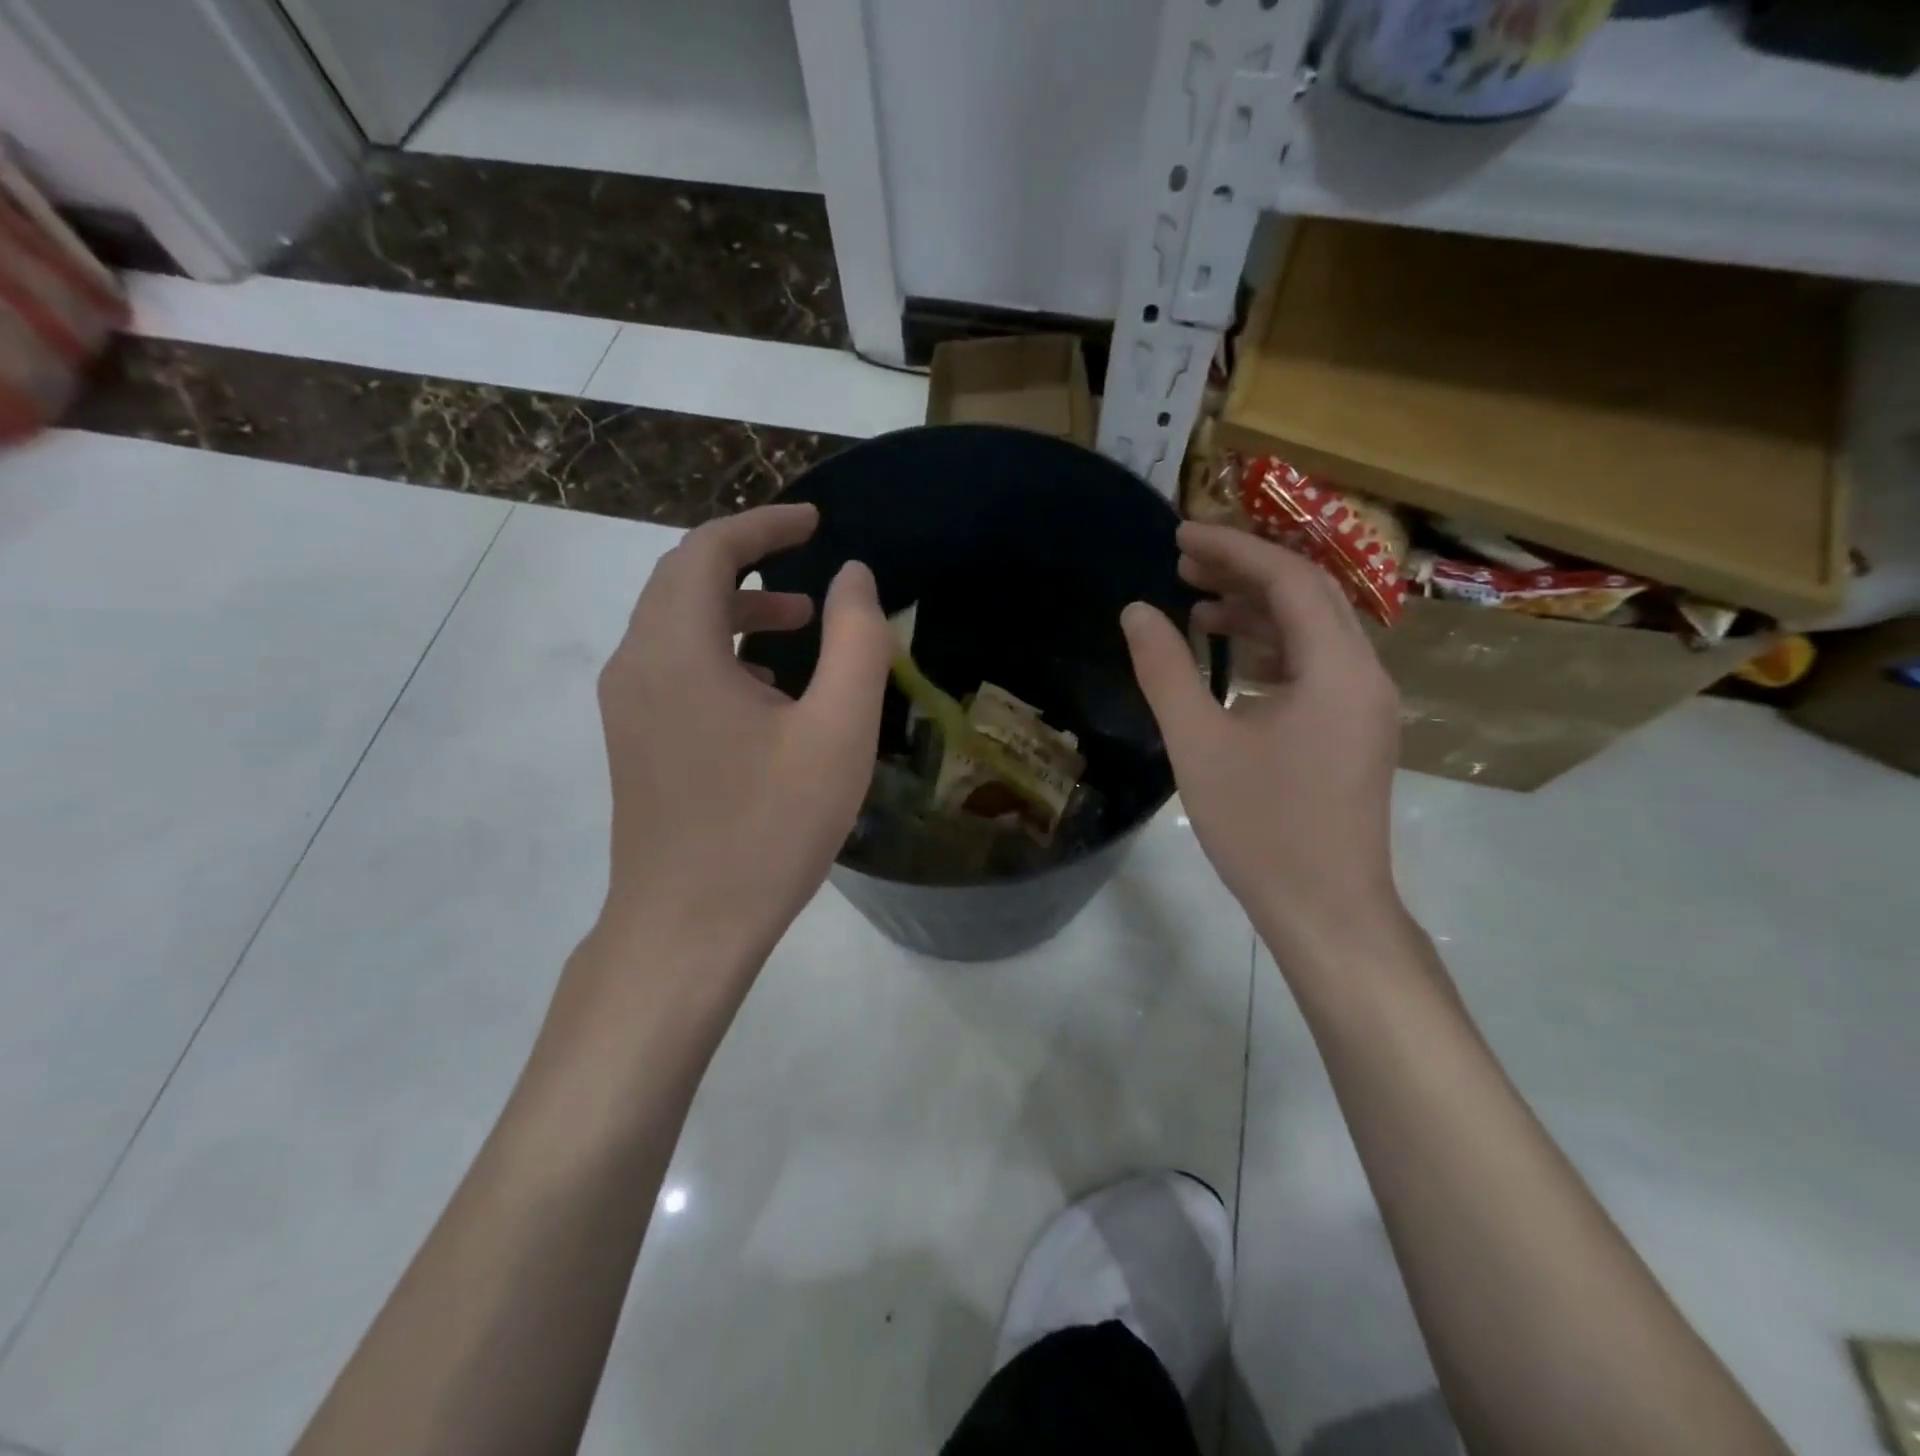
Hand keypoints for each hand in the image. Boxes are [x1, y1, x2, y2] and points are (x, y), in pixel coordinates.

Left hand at [592, 503, 892, 977]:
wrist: (686, 929)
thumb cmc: (767, 830)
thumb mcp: (837, 733)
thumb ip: (856, 643)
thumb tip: (852, 576)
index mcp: (677, 649)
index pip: (708, 551)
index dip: (763, 524)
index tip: (816, 521)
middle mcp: (636, 665)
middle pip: (682, 580)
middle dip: (747, 561)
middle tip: (809, 564)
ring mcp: (627, 707)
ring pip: (676, 626)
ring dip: (735, 610)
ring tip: (800, 625)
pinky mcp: (634, 742)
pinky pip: (673, 668)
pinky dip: (720, 652)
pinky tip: (768, 691)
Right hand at [1121, 523, 1403, 959]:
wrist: (1325, 909)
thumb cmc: (1261, 828)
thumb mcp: (1198, 744)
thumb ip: (1165, 671)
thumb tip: (1136, 612)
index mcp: (1337, 670)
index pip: (1290, 580)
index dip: (1233, 549)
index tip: (1180, 535)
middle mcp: (1364, 675)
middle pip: (1309, 595)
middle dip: (1245, 570)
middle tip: (1182, 560)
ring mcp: (1365, 705)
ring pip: (1313, 630)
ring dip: (1258, 609)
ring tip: (1197, 604)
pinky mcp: (1355, 730)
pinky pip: (1316, 665)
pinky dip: (1272, 647)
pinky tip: (1230, 656)